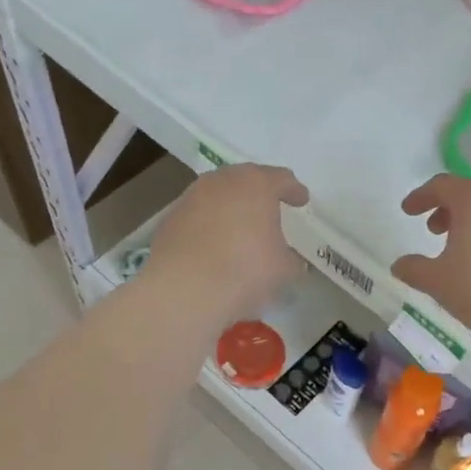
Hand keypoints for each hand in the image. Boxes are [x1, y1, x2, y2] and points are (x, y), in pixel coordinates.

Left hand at [142, 164, 308, 325]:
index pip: (281, 179)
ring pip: (217, 197)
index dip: (294, 191)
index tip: (301, 200)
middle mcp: (221, 181)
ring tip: (239, 230)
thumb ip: (289, 258)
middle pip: (245, 181)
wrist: (185, 289)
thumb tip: (286, 259)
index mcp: (256, 184)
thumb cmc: (246, 271)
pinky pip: (197, 218)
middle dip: (258, 194)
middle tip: (269, 210)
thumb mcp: (283, 269)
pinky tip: (213, 247)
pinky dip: (208, 227)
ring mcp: (191, 198)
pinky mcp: (169, 220)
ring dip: (230, 209)